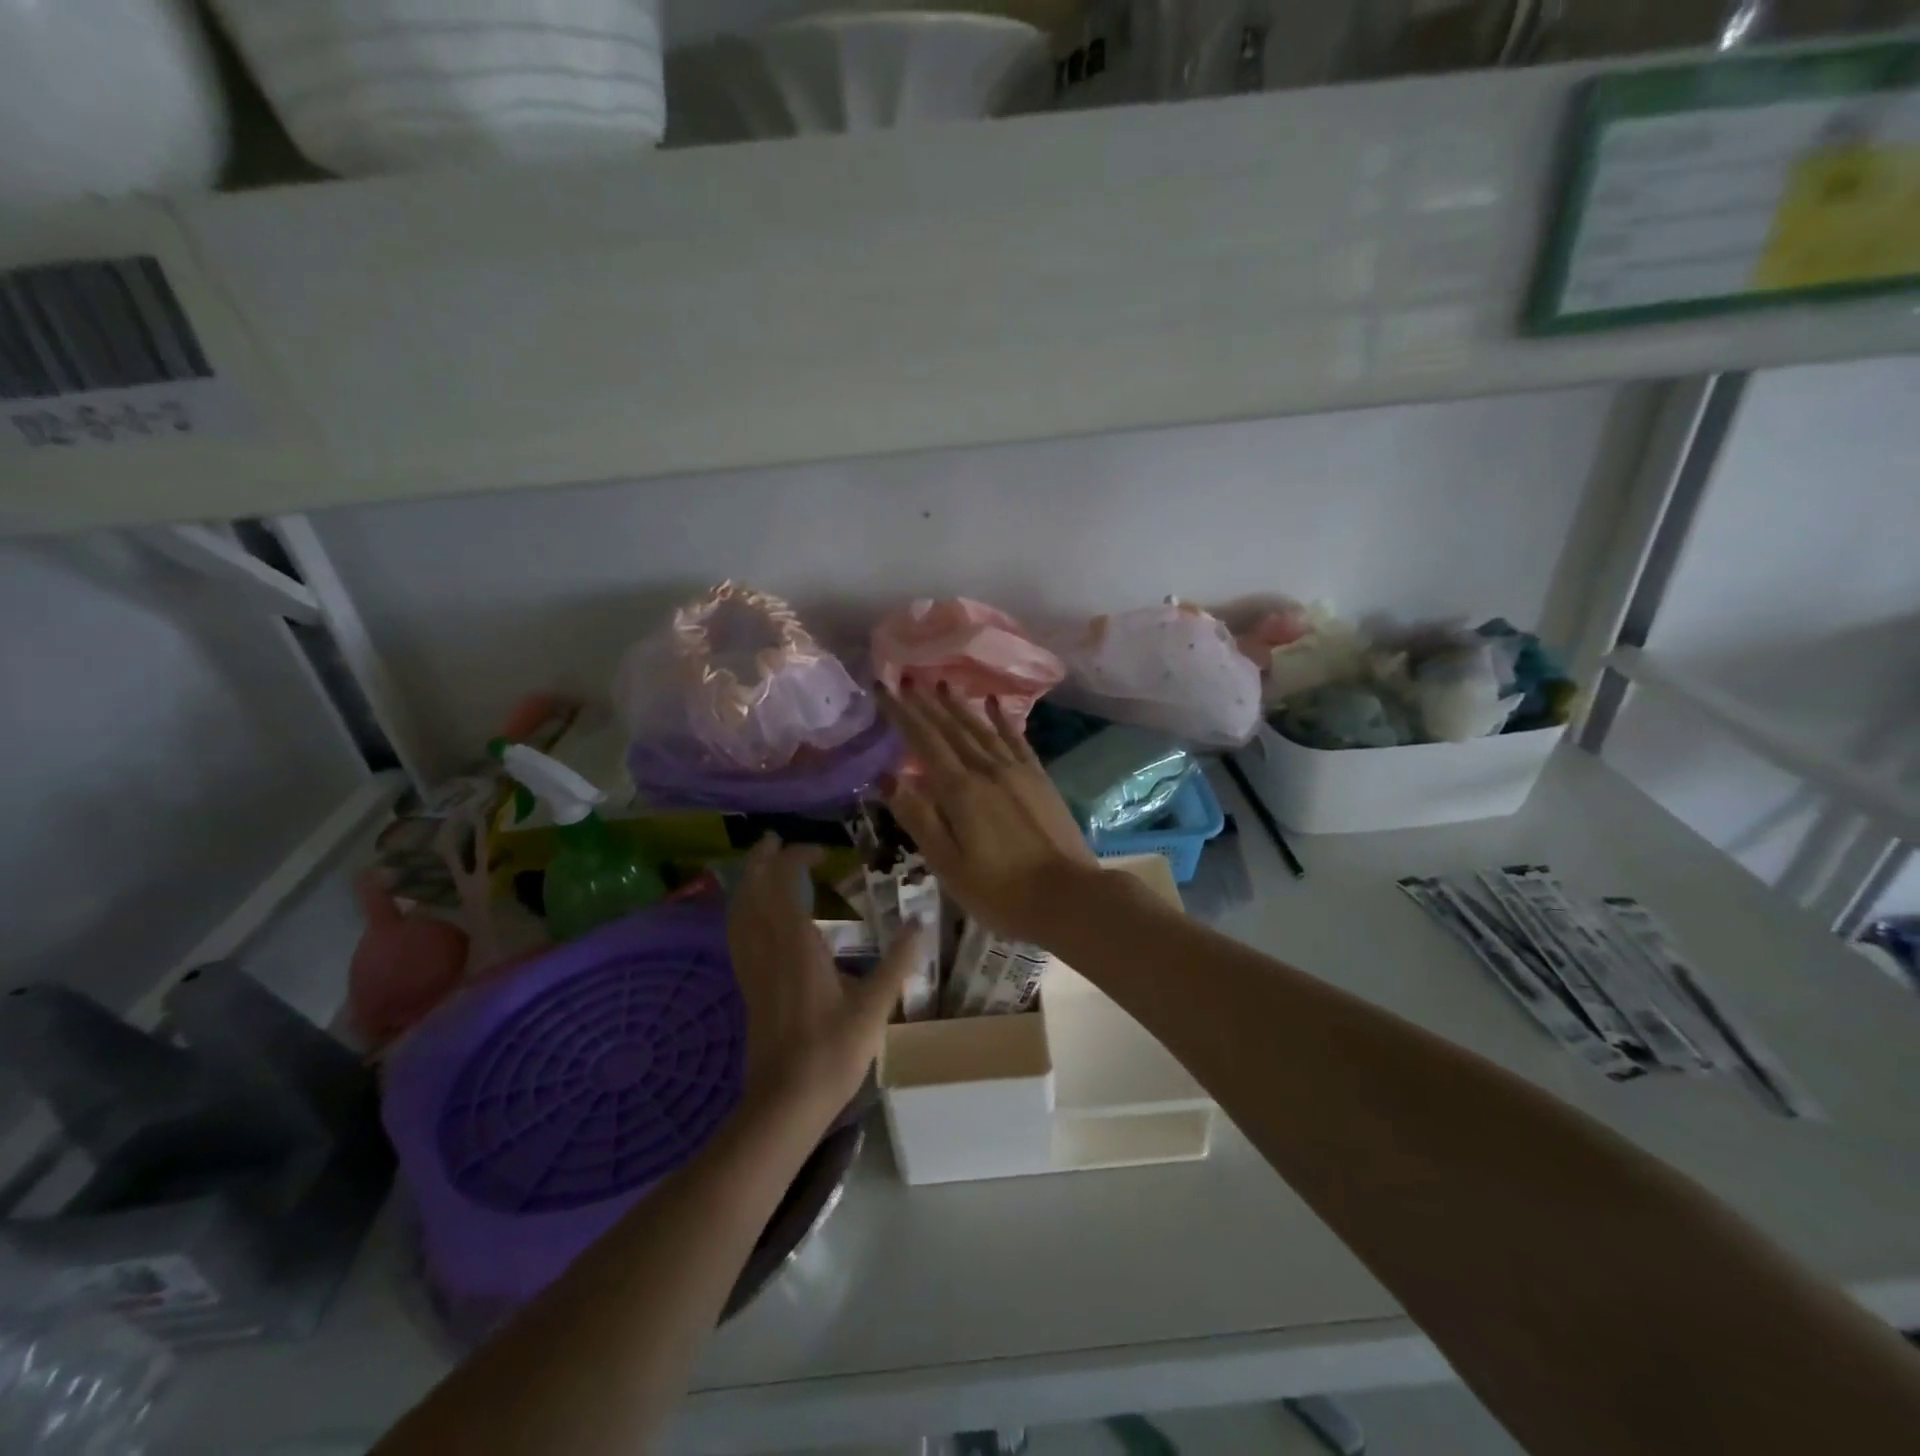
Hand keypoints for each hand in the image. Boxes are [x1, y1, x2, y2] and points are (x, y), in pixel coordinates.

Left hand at [727, 837, 924, 1119]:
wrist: (785, 1103)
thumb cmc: (832, 1052)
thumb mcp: (874, 1007)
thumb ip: (898, 962)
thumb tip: (921, 922)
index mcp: (797, 945)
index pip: (785, 885)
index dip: (796, 859)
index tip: (820, 852)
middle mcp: (768, 949)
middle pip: (753, 892)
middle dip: (761, 861)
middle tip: (774, 841)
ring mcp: (752, 969)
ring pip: (739, 913)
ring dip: (746, 883)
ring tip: (760, 868)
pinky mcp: (748, 987)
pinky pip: (737, 936)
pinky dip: (741, 913)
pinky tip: (752, 918)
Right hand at [878, 684, 1102, 944]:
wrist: (1069, 898)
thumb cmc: (1000, 892)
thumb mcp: (948, 865)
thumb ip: (919, 818)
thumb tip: (887, 777)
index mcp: (960, 791)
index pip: (924, 742)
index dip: (902, 714)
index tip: (884, 688)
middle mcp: (987, 770)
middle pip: (951, 728)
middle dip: (926, 702)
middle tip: (906, 677)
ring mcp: (1017, 772)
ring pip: (981, 728)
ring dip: (959, 704)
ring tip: (942, 682)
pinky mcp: (1039, 779)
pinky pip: (1016, 739)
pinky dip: (1002, 719)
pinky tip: (994, 703)